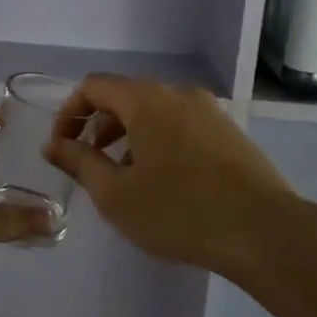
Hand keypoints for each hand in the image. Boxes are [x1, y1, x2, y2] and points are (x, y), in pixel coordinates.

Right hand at [43, 75, 297, 275]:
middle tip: (89, 165)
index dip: (69, 113)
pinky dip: (159, 142)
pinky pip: (181, 125)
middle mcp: (178, 93)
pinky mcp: (230, 132)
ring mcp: (209, 110)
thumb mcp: (116, 194)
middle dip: (99, 127)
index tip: (62, 148)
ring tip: (125, 178)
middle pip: (125, 97)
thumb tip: (53, 144)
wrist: (263, 231)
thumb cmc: (179, 211)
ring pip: (155, 113)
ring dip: (129, 137)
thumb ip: (79, 163)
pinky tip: (164, 182)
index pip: (93, 86)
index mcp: (146, 99)